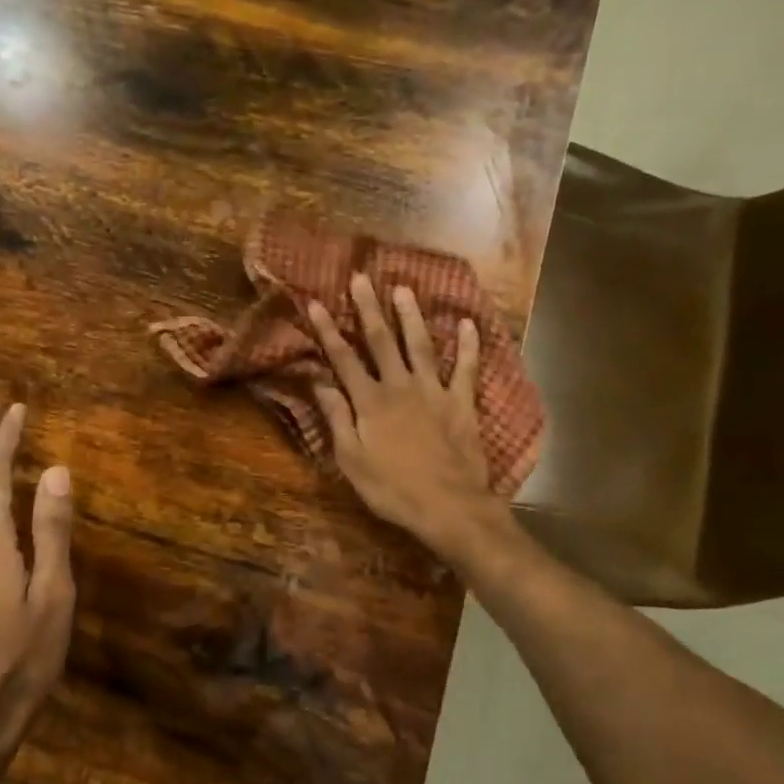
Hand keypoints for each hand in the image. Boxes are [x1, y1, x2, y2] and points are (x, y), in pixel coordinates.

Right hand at [309, 273, 504, 557]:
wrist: (449, 506)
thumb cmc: (392, 489)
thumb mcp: (351, 460)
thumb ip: (337, 418)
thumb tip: (319, 383)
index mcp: (370, 402)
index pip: (343, 359)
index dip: (327, 330)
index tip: (315, 302)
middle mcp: (400, 387)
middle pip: (381, 341)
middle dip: (369, 308)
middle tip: (361, 278)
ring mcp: (434, 391)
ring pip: (420, 345)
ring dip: (411, 316)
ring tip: (404, 288)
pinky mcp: (461, 403)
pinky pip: (466, 368)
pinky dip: (468, 345)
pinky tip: (467, 323)